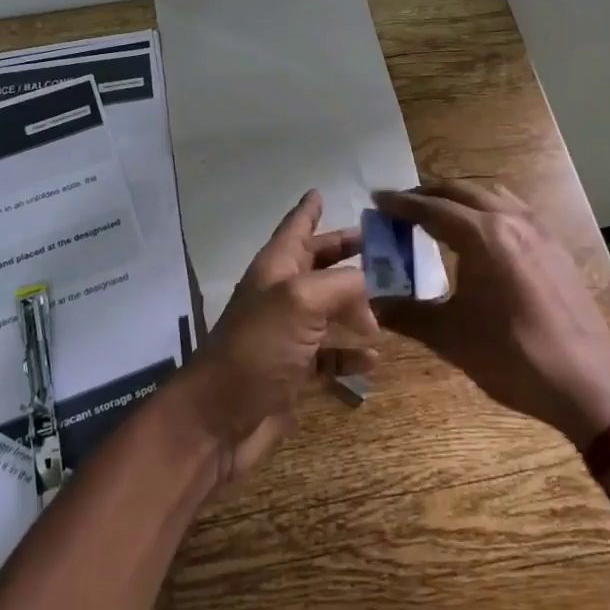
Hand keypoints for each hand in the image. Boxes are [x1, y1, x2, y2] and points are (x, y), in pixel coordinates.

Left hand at [173, 190, 378, 482]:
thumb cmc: (257, 348)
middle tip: (382, 248)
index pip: (296, 228)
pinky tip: (373, 360)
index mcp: (276, 269)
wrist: (219, 418)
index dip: (308, 209)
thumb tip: (369, 284)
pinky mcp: (294, 373)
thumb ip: (340, 284)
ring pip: (328, 311)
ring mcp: (287, 336)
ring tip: (391, 309)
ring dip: (357, 308)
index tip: (320, 191)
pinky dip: (351, 355)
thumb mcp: (300, 302)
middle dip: (345, 254)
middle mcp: (281, 296)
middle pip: (317, 266)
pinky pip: (330, 356)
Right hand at [372, 180, 609, 443]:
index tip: (376, 198)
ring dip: (461, 197)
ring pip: (492, 196)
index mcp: (482, 235)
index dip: (400, 203)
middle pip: (462, 191)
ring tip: (439, 214)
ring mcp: (539, 231)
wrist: (587, 384)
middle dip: (428, 194)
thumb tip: (373, 303)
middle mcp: (511, 221)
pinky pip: (515, 211)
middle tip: (402, 206)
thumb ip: (406, 313)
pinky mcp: (556, 248)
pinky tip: (483, 235)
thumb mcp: (450, 336)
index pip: (432, 208)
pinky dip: (488, 209)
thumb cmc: (512, 356)